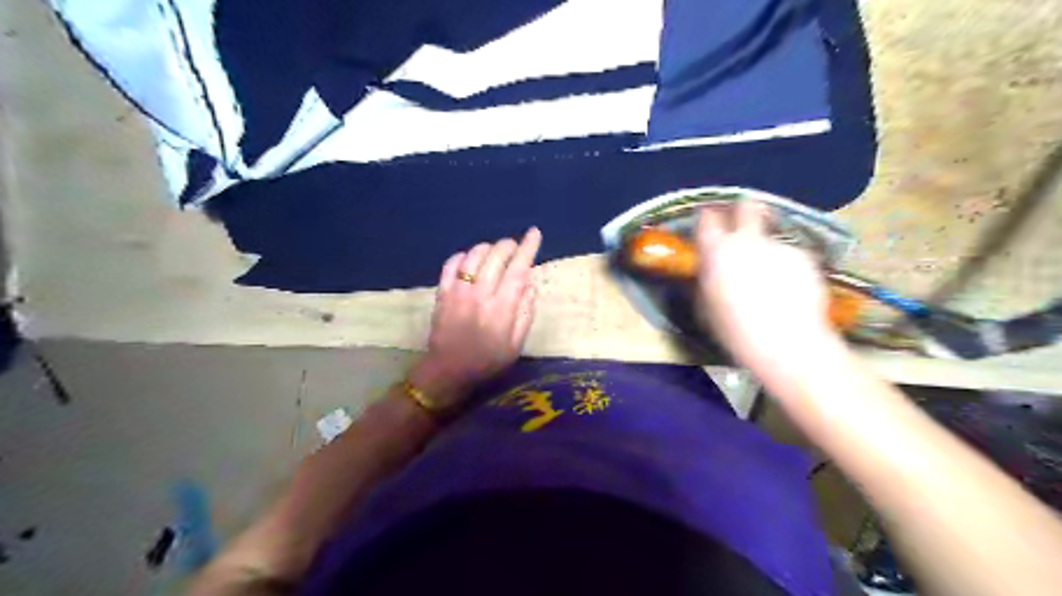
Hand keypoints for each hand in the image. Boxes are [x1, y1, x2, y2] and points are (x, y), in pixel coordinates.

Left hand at [407, 227, 538, 408]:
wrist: (448, 371)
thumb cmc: (487, 361)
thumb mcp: (516, 345)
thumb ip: (525, 313)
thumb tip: (529, 284)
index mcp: (501, 308)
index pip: (517, 270)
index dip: (528, 248)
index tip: (534, 233)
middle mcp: (480, 294)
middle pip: (496, 256)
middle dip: (508, 245)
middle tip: (514, 246)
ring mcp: (458, 291)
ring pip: (474, 255)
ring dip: (488, 248)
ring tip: (495, 252)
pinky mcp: (442, 292)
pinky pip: (451, 264)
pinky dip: (463, 255)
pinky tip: (470, 259)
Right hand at [694, 203, 841, 371]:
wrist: (784, 342)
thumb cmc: (734, 329)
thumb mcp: (707, 304)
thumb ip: (708, 277)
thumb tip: (710, 268)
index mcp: (717, 251)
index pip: (707, 218)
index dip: (708, 217)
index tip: (709, 220)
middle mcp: (747, 240)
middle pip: (747, 207)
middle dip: (744, 209)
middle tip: (744, 221)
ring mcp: (779, 246)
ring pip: (771, 237)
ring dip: (767, 249)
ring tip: (772, 277)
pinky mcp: (805, 256)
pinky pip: (791, 256)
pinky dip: (789, 267)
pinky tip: (791, 289)